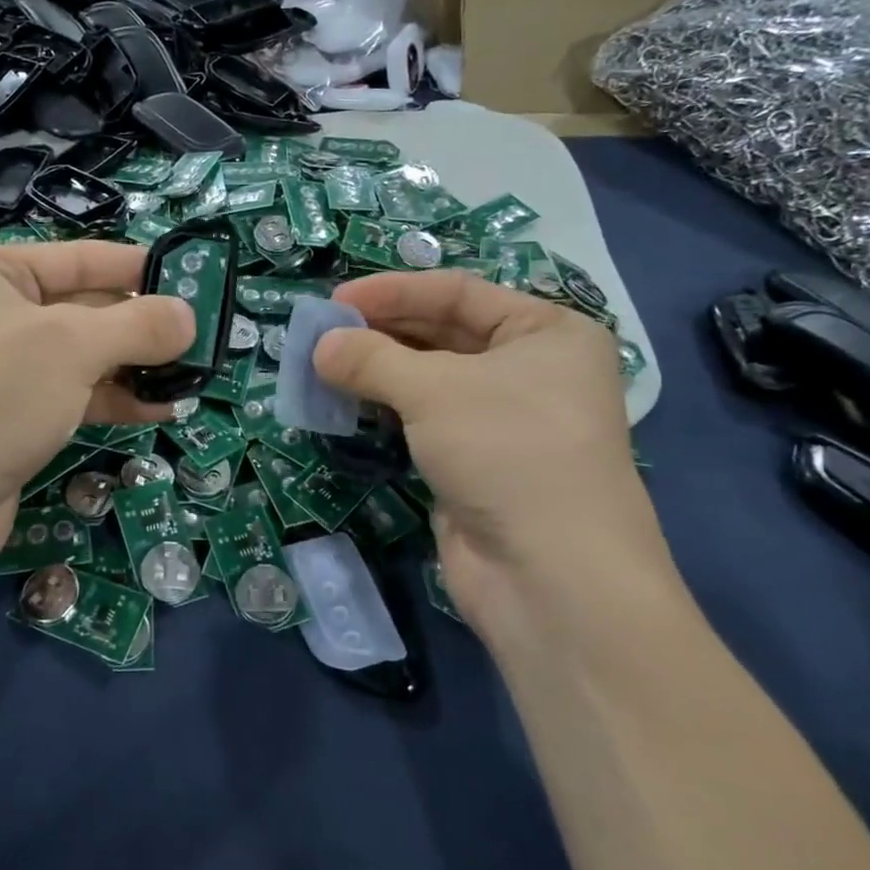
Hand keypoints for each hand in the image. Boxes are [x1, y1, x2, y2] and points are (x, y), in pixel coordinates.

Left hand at [0, 241, 192, 585]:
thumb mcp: (70, 347)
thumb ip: (137, 325)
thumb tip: (190, 317)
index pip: (79, 257)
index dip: (138, 268)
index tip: (196, 282)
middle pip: (85, 307)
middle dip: (143, 324)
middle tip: (204, 336)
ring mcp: (1, 370)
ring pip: (84, 356)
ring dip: (137, 366)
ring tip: (193, 375)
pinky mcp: (12, 418)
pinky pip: (75, 395)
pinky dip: (116, 399)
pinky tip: (162, 408)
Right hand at [312, 270, 664, 619]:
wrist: (551, 578)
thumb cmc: (507, 451)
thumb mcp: (434, 390)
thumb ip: (371, 359)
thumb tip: (319, 346)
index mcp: (547, 332)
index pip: (457, 292)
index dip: (392, 291)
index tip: (334, 299)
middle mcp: (532, 369)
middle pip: (443, 333)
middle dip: (381, 331)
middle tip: (322, 334)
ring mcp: (504, 419)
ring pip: (431, 378)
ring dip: (378, 370)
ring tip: (324, 365)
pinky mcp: (477, 461)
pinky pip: (425, 419)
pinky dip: (387, 407)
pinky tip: (349, 401)